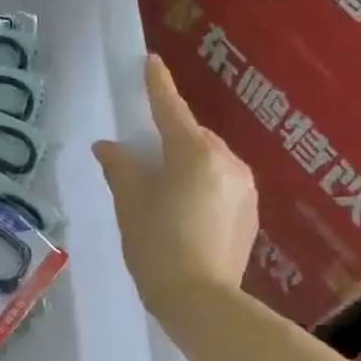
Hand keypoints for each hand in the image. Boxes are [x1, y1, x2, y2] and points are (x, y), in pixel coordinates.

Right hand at [94, 54, 258, 318]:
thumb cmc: (156, 246)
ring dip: (188, 165)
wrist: (200, 300)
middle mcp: (227, 161)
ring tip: (165, 193)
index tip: (151, 61)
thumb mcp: (130, 204)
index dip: (158, 85)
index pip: (170, 109)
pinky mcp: (252, 212)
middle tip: (146, 159)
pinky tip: (186, 214)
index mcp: (194, 153)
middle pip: (193, 137)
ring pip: (210, 162)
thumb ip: (120, 167)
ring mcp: (245, 187)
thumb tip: (108, 147)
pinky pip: (222, 184)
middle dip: (171, 139)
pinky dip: (203, 187)